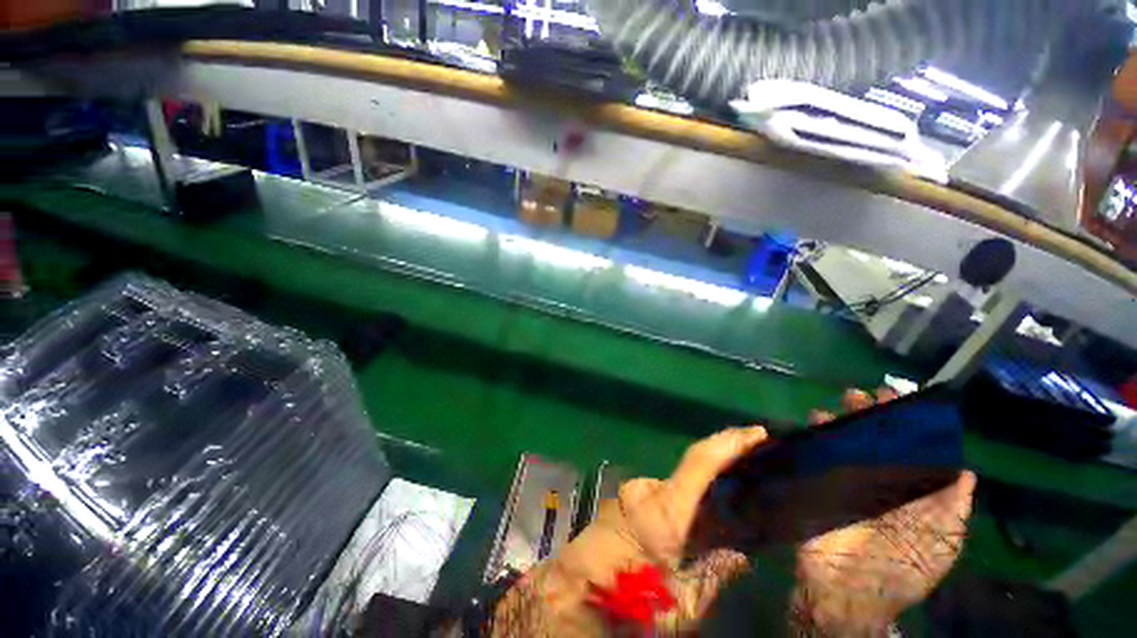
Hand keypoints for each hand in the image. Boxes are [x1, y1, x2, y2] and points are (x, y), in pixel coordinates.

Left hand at [492, 427, 767, 635]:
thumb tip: (740, 553)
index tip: (757, 433)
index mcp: (664, 510)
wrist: (564, 600)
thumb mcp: (681, 607)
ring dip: (696, 507)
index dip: (730, 442)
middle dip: (719, 489)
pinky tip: (685, 537)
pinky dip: (677, 511)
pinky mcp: (621, 502)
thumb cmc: (623, 605)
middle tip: (747, 509)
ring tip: (717, 534)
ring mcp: (630, 494)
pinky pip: (658, 499)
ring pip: (675, 493)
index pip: (701, 461)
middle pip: (691, 478)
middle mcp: (646, 491)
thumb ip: (715, 575)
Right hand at [793, 389, 976, 636]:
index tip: (898, 398)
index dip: (905, 424)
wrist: (847, 591)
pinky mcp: (817, 485)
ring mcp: (844, 483)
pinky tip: (810, 424)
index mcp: (907, 493)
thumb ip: (952, 508)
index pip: (908, 450)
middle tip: (860, 395)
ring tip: (834, 406)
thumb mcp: (939, 542)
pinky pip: (815, 456)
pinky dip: (813, 438)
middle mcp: (876, 482)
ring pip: (842, 444)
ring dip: (838, 423)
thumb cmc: (900, 569)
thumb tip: (966, 471)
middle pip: (872, 441)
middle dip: (868, 416)